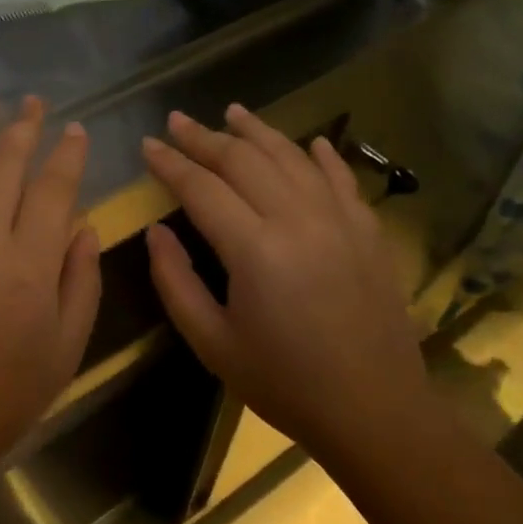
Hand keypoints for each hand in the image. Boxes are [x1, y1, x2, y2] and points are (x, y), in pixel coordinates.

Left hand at [0, 91, 102, 499]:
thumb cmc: (6, 395)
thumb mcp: (67, 348)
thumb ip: (81, 281)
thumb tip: (82, 227)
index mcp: (29, 263)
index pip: (53, 189)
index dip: (67, 154)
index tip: (75, 129)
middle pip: (3, 166)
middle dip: (22, 127)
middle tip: (33, 100)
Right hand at [141, 105, 429, 461]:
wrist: (375, 412)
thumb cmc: (283, 382)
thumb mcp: (211, 342)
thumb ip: (175, 281)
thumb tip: (156, 230)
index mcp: (255, 250)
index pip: (202, 187)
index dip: (170, 163)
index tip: (147, 144)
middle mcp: (298, 220)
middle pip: (244, 160)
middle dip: (204, 137)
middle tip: (176, 120)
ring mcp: (340, 220)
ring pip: (292, 156)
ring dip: (257, 130)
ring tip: (231, 111)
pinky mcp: (369, 231)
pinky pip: (341, 177)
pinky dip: (322, 154)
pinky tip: (308, 140)